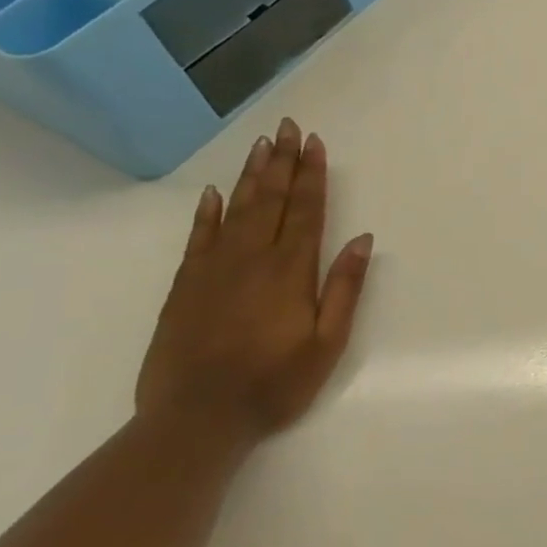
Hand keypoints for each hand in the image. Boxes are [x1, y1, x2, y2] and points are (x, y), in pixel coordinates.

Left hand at [135, 117, 373, 446]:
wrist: (196, 420)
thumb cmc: (275, 383)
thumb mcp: (328, 342)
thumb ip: (345, 287)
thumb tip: (362, 239)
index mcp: (291, 271)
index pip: (306, 211)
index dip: (312, 175)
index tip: (314, 143)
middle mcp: (252, 260)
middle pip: (271, 200)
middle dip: (282, 162)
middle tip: (286, 127)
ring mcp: (213, 271)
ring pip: (236, 210)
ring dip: (250, 175)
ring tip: (260, 145)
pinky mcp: (185, 287)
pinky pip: (198, 238)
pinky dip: (207, 212)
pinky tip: (213, 193)